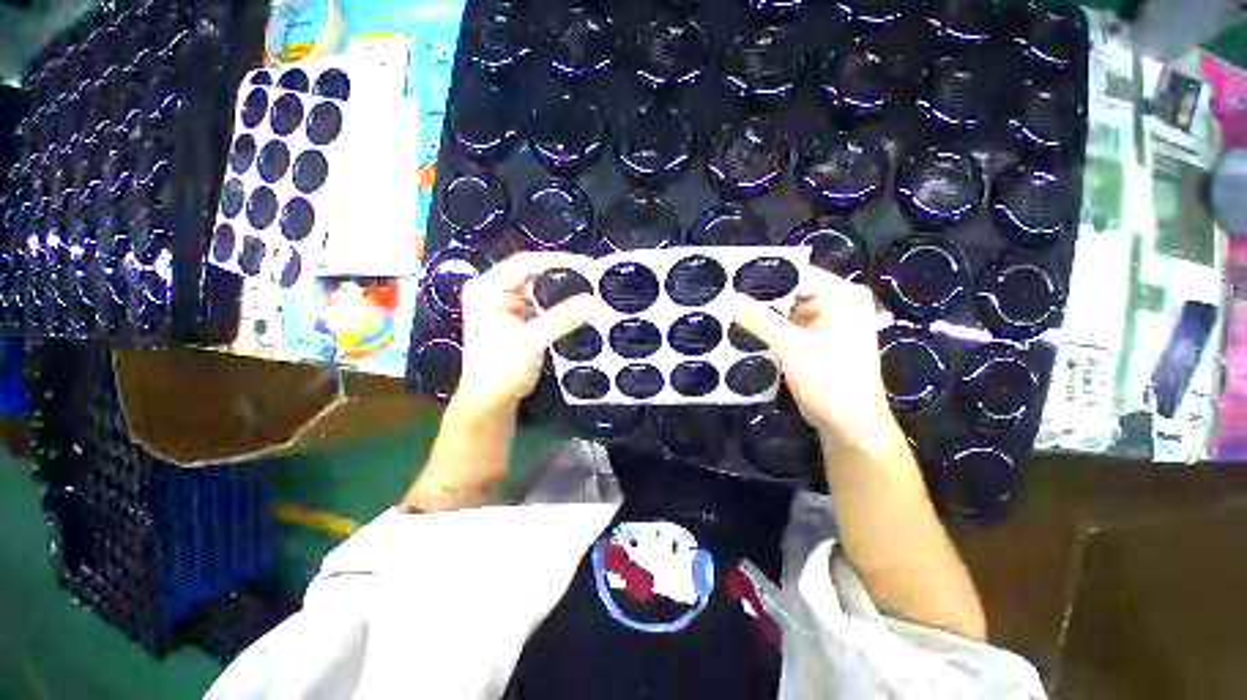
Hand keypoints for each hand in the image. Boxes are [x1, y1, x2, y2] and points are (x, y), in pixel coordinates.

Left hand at [454, 252, 595, 416]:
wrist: (491, 401)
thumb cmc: (500, 370)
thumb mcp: (531, 341)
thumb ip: (562, 319)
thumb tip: (595, 302)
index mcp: (487, 288)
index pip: (525, 263)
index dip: (556, 260)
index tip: (586, 264)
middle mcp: (494, 291)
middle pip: (533, 274)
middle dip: (563, 276)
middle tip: (593, 277)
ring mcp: (506, 305)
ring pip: (539, 290)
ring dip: (563, 291)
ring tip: (590, 290)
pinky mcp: (517, 319)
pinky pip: (542, 305)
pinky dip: (559, 306)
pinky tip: (578, 307)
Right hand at [733, 266, 895, 445]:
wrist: (848, 424)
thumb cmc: (830, 380)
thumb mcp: (792, 346)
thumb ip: (760, 320)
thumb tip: (730, 299)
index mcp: (842, 296)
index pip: (798, 274)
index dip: (765, 276)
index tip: (732, 279)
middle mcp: (836, 304)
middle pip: (791, 292)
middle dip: (760, 297)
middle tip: (726, 296)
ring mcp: (825, 323)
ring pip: (786, 310)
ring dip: (762, 314)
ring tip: (729, 309)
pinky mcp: (813, 341)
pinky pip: (787, 326)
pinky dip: (768, 328)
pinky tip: (742, 327)